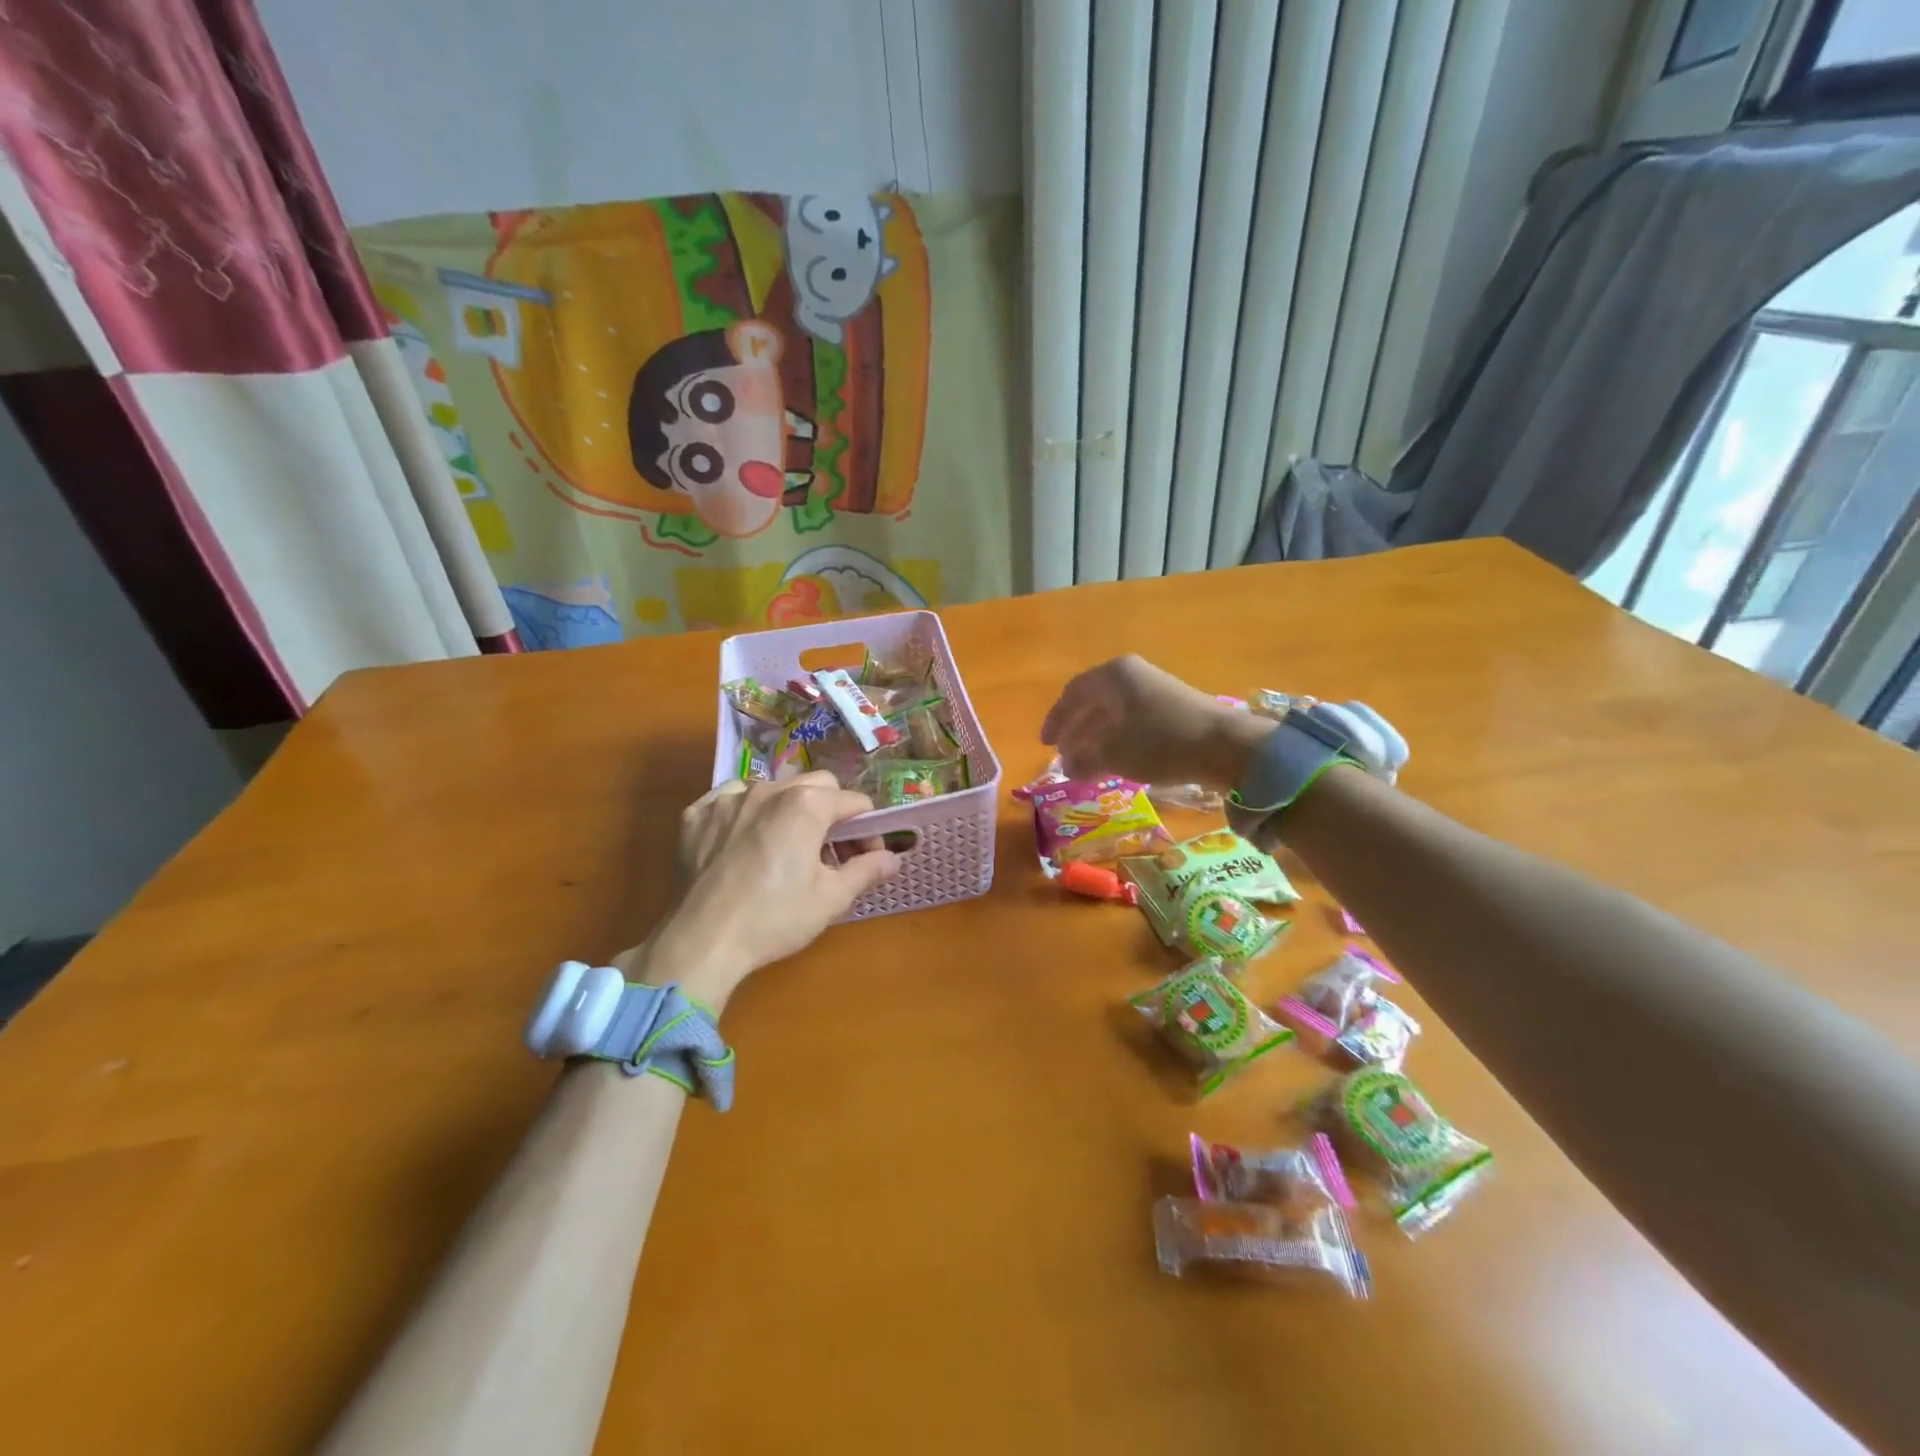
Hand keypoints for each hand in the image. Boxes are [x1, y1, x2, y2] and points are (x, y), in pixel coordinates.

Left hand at [628, 773, 897, 1010]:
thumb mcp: (830, 898)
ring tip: (785, 846)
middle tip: (829, 849)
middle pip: (816, 785)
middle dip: (831, 810)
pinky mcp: (697, 814)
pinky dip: (744, 813)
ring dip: (788, 809)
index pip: (854, 802)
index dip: (868, 829)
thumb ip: (866, 870)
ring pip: (773, 789)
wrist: (702, 941)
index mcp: (807, 804)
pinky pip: (730, 800)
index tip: (866, 856)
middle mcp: (769, 789)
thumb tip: (894, 857)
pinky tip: (743, 842)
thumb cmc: (774, 919)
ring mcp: (728, 799)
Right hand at [1040, 656, 1271, 788]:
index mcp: (1114, 676)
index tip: (1045, 743)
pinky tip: (1116, 759)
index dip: (1056, 719)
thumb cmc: (1160, 742)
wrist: (1225, 745)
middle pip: (1093, 701)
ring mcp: (1155, 689)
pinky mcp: (1173, 707)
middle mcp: (1133, 675)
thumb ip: (1084, 760)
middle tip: (1063, 754)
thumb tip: (1068, 768)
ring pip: (1114, 713)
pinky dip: (1118, 739)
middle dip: (1076, 729)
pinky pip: (1133, 720)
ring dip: (1096, 737)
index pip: (1073, 693)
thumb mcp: (1114, 754)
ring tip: (1086, 762)